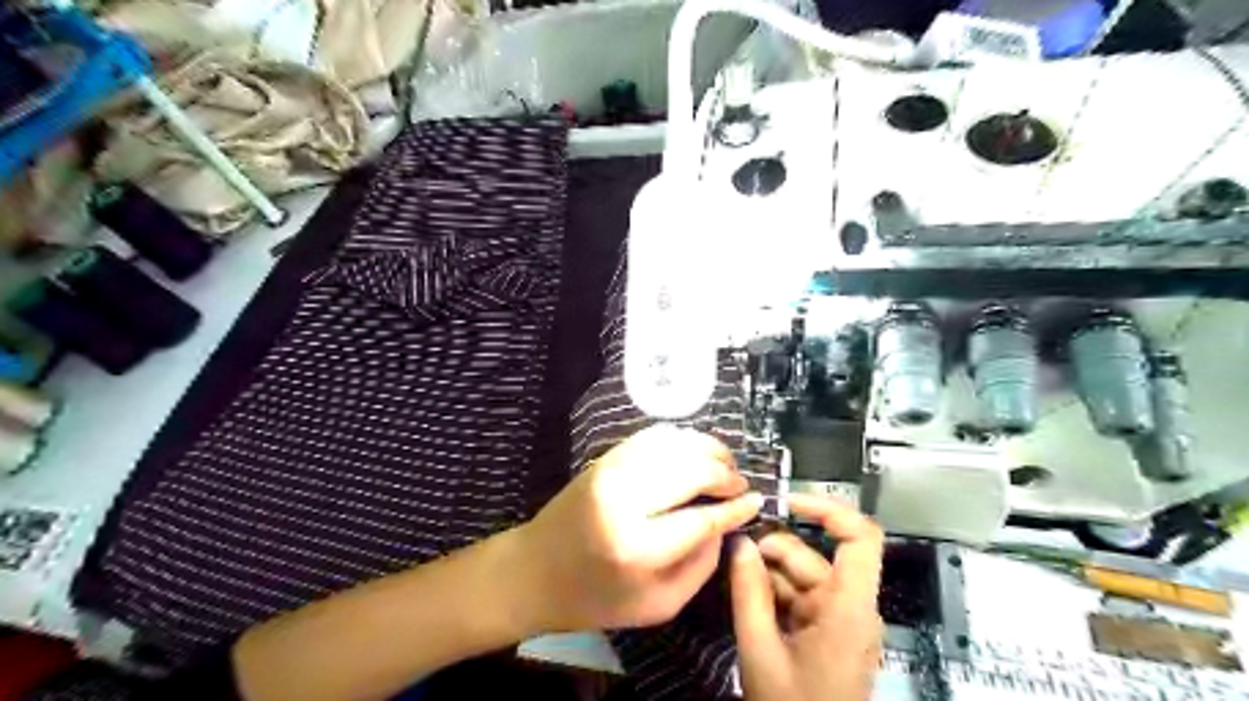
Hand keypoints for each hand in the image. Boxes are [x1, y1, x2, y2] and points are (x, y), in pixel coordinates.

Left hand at [515, 424, 761, 632]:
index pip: (702, 519)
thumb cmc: (596, 598)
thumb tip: (725, 525)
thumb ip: (700, 566)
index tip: (755, 501)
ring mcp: (611, 471)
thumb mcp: (658, 605)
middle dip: (725, 474)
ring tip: (724, 464)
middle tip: (739, 484)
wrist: (536, 570)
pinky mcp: (605, 458)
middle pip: (692, 471)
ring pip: (675, 445)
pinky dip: (682, 439)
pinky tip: (695, 451)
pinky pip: (653, 437)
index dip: (734, 508)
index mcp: (638, 548)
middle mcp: (625, 500)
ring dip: (708, 450)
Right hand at [734, 493, 887, 699]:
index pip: (861, 538)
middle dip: (772, 552)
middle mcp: (852, 608)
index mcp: (849, 609)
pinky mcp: (831, 632)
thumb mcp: (760, 649)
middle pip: (814, 558)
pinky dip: (776, 594)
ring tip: (736, 582)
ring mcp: (842, 620)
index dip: (828, 509)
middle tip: (735, 553)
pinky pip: (802, 597)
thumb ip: (748, 591)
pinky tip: (750, 601)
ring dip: (769, 575)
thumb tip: (739, 542)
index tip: (788, 501)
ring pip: (804, 577)